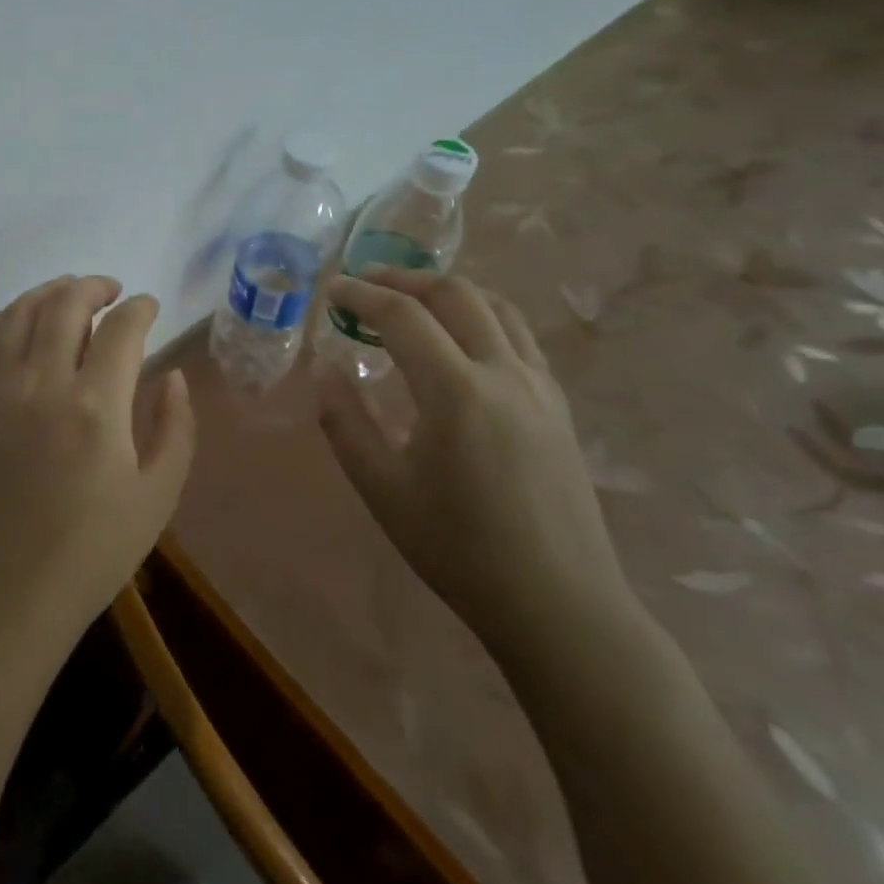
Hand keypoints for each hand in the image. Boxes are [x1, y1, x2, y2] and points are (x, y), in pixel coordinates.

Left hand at [0, 275, 195, 646]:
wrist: (9, 591)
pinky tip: (18, 321)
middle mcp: (42, 384)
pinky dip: (1, 318)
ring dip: (48, 293)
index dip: (140, 308)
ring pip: (18, 313)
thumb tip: (172, 375)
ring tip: (70, 295)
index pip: (121, 329)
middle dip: (93, 287)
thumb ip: (175, 427)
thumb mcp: (158, 496)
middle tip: (112, 291)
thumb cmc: (93, 550)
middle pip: (65, 305)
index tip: (150, 306)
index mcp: (96, 407)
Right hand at [316, 267, 632, 656]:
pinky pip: (518, 335)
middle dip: (403, 279)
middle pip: (454, 294)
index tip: (331, 288)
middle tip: (365, 283)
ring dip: (446, 291)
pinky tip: (458, 340)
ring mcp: (539, 386)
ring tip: (410, 300)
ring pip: (495, 306)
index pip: (402, 316)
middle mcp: (504, 373)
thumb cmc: (458, 548)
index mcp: (456, 392)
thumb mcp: (381, 488)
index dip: (361, 294)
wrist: (558, 603)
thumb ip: (345, 420)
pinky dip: (480, 315)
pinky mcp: (557, 405)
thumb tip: (324, 368)